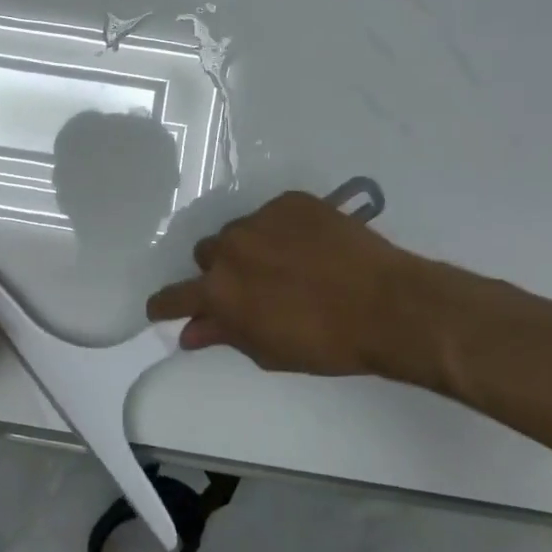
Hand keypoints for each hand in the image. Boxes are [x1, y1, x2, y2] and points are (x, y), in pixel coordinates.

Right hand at [145, 190, 469, 381]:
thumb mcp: (269, 350)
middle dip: (220, 271)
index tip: (163, 307)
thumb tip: (190, 332)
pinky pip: (273, 214)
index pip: (174, 295)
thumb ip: (224, 334)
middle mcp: (230, 248)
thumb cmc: (326, 342)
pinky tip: (310, 246)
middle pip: (207, 254)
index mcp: (219, 290)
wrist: (387, 305)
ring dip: (250, 248)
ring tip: (286, 264)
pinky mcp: (291, 201)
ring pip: (239, 231)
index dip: (166, 304)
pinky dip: (282, 230)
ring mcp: (260, 219)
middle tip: (251, 287)